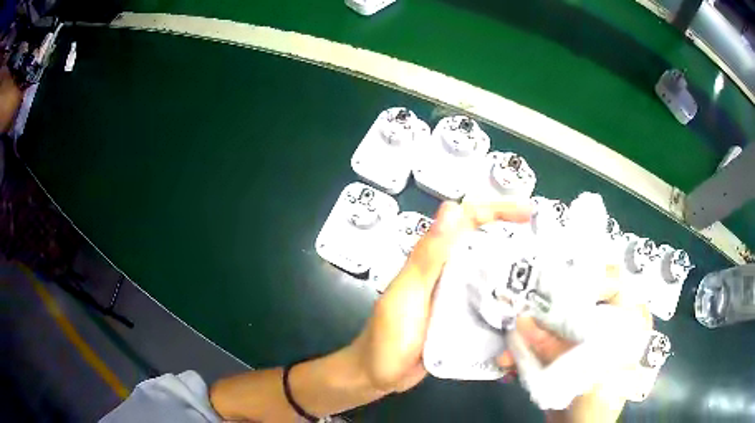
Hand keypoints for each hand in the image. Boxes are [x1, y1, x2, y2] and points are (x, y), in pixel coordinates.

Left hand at [347, 201, 531, 392]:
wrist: (378, 376)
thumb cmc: (389, 338)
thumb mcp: (409, 294)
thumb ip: (428, 255)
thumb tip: (452, 208)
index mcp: (433, 260)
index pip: (467, 220)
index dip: (497, 210)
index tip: (528, 212)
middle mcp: (447, 272)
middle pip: (484, 245)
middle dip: (514, 240)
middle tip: (545, 248)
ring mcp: (455, 296)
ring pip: (489, 274)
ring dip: (514, 272)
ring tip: (544, 278)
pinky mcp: (460, 318)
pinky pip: (488, 302)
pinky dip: (506, 301)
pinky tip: (525, 309)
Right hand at [496, 275, 652, 420]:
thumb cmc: (599, 399)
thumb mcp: (583, 371)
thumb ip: (555, 347)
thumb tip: (521, 321)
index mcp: (628, 321)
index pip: (614, 282)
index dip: (588, 277)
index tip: (559, 282)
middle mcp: (609, 328)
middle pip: (579, 305)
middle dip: (546, 313)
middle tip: (522, 311)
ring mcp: (587, 345)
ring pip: (558, 328)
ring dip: (530, 338)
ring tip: (508, 351)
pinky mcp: (568, 360)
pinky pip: (548, 348)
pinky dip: (528, 355)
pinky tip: (510, 364)